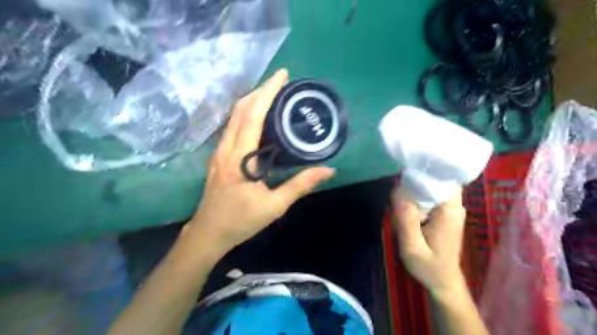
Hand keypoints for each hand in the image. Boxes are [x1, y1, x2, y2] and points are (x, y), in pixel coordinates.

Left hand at [185, 70, 334, 253]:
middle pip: (241, 109)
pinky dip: (246, 114)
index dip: (268, 92)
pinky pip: (232, 126)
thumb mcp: (274, 206)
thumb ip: (300, 185)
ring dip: (252, 100)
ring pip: (234, 116)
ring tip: (273, 94)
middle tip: (281, 82)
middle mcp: (226, 148)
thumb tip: (328, 170)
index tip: (282, 75)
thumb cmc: (240, 221)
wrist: (208, 233)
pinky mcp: (219, 156)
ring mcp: (220, 151)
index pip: (253, 115)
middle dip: (260, 90)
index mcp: (240, 157)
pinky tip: (259, 117)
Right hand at [396, 187, 468, 298]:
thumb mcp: (412, 247)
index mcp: (449, 210)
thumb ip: (406, 220)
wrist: (443, 282)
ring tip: (400, 208)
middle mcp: (453, 205)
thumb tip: (398, 191)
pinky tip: (407, 212)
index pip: (439, 177)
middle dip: (413, 185)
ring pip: (430, 187)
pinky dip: (416, 199)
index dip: (420, 174)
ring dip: (413, 192)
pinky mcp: (445, 213)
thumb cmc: (429, 267)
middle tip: (398, 201)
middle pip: (433, 180)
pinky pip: (429, 196)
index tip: (402, 179)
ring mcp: (450, 208)